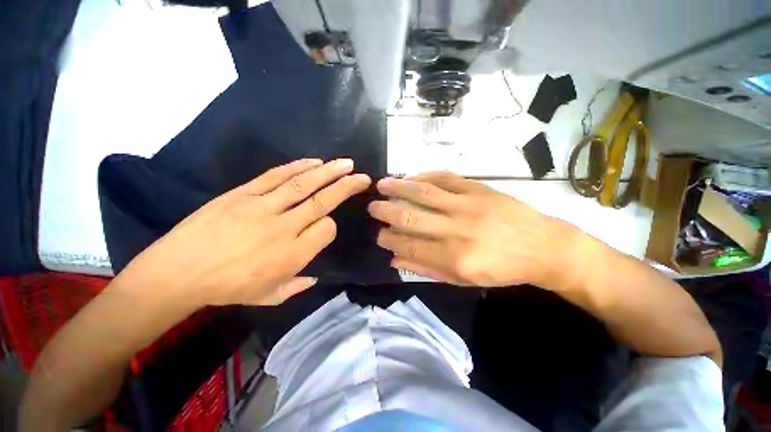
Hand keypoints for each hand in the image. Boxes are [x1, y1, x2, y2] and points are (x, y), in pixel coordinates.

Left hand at [120, 158, 370, 306]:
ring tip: (346, 163)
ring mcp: (262, 207)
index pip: (327, 229)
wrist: (176, 273)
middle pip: (323, 201)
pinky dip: (298, 167)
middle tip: (363, 176)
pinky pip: (277, 176)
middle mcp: (284, 228)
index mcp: (293, 256)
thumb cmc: (227, 289)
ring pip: (304, 184)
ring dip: (328, 171)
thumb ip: (298, 286)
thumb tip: (315, 275)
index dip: (332, 225)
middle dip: (347, 186)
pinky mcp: (243, 194)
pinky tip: (314, 162)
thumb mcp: (269, 297)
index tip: (326, 226)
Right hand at [368, 171, 577, 287]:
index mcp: (453, 258)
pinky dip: (425, 175)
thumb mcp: (464, 280)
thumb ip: (427, 269)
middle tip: (372, 208)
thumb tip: (395, 259)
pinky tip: (411, 176)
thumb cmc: (501, 269)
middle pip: (410, 217)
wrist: (541, 247)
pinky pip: (446, 178)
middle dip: (386, 211)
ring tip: (381, 184)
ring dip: (399, 187)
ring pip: (424, 192)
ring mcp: (467, 205)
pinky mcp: (478, 189)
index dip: (389, 239)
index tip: (379, 234)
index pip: (408, 245)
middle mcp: (456, 230)